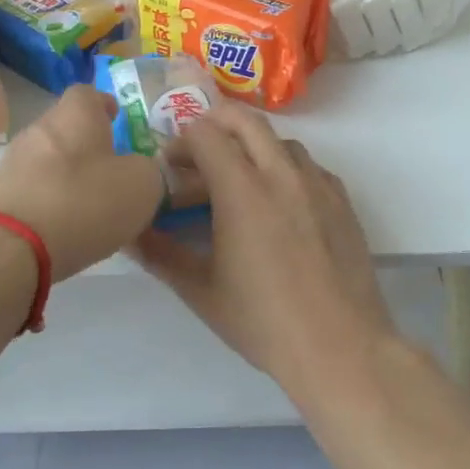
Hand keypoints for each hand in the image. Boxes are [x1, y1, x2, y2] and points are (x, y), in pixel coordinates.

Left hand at [0, 85, 167, 281]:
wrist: (10, 249)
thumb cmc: (84, 202)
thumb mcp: (142, 186)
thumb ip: (149, 171)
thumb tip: (141, 171)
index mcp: (75, 115)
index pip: (88, 92)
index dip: (105, 104)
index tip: (119, 120)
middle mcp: (39, 129)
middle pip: (67, 127)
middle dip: (89, 145)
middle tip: (113, 169)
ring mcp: (13, 163)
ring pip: (49, 160)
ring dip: (70, 176)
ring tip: (93, 205)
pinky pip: (34, 190)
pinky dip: (51, 202)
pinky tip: (67, 228)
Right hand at [134, 105, 395, 382]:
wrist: (341, 347)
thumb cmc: (264, 321)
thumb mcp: (201, 291)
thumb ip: (160, 255)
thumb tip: (128, 234)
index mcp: (242, 190)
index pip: (206, 134)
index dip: (181, 143)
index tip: (169, 167)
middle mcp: (281, 174)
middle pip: (246, 121)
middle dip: (216, 123)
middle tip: (198, 152)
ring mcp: (317, 184)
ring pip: (280, 141)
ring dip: (252, 146)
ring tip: (238, 180)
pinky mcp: (341, 201)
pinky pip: (309, 166)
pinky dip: (285, 168)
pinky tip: (278, 203)